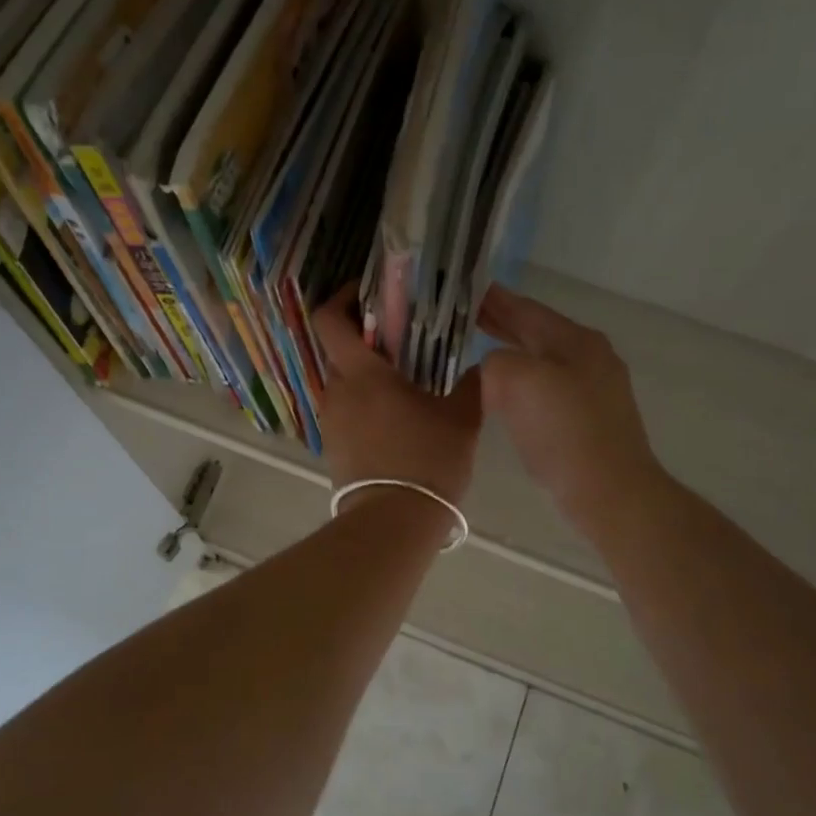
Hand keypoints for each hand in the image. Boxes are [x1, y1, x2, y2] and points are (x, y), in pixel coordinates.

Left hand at [311, 285, 481, 505]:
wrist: (393, 523)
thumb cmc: (427, 462)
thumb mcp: (462, 419)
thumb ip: (472, 385)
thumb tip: (484, 366)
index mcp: (362, 373)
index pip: (330, 319)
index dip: (343, 297)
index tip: (368, 292)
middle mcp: (337, 390)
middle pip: (338, 349)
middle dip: (364, 337)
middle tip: (400, 338)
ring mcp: (331, 420)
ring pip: (342, 381)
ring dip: (365, 373)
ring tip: (401, 379)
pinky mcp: (333, 446)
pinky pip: (345, 409)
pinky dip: (363, 402)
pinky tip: (393, 415)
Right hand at [478, 285, 663, 530]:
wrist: (610, 491)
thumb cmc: (564, 431)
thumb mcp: (516, 381)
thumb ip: (495, 360)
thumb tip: (493, 367)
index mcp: (575, 340)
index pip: (526, 308)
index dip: (493, 298)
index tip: (463, 288)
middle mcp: (589, 357)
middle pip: (536, 332)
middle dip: (501, 323)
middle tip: (463, 316)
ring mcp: (594, 390)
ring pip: (542, 361)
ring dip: (510, 353)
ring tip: (477, 351)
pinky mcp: (589, 420)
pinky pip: (546, 389)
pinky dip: (521, 382)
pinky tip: (504, 394)